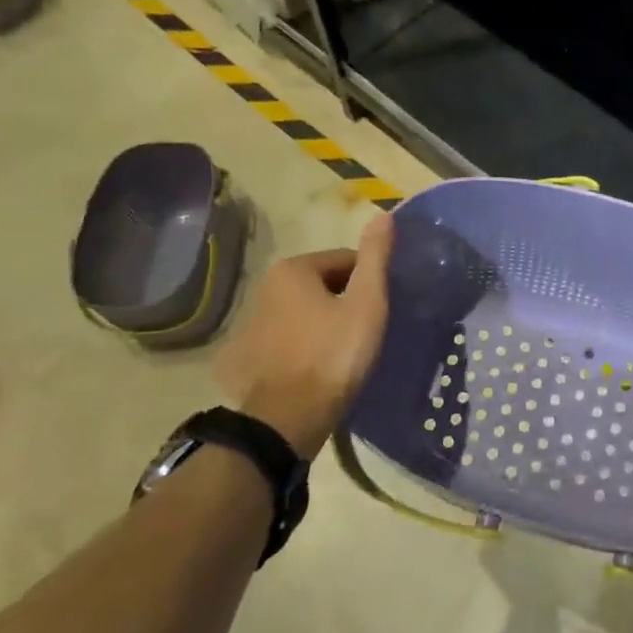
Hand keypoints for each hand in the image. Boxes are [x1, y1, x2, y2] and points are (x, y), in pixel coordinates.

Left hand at [214, 214, 392, 461]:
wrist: (288, 419)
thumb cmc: (334, 354)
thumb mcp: (366, 303)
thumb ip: (375, 258)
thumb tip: (383, 214)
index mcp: (293, 269)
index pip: (346, 261)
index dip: (369, 283)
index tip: (380, 310)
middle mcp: (265, 287)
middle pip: (324, 284)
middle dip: (346, 302)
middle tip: (366, 332)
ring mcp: (252, 323)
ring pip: (305, 312)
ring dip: (325, 323)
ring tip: (346, 353)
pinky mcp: (248, 355)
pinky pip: (289, 338)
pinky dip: (305, 345)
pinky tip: (319, 368)